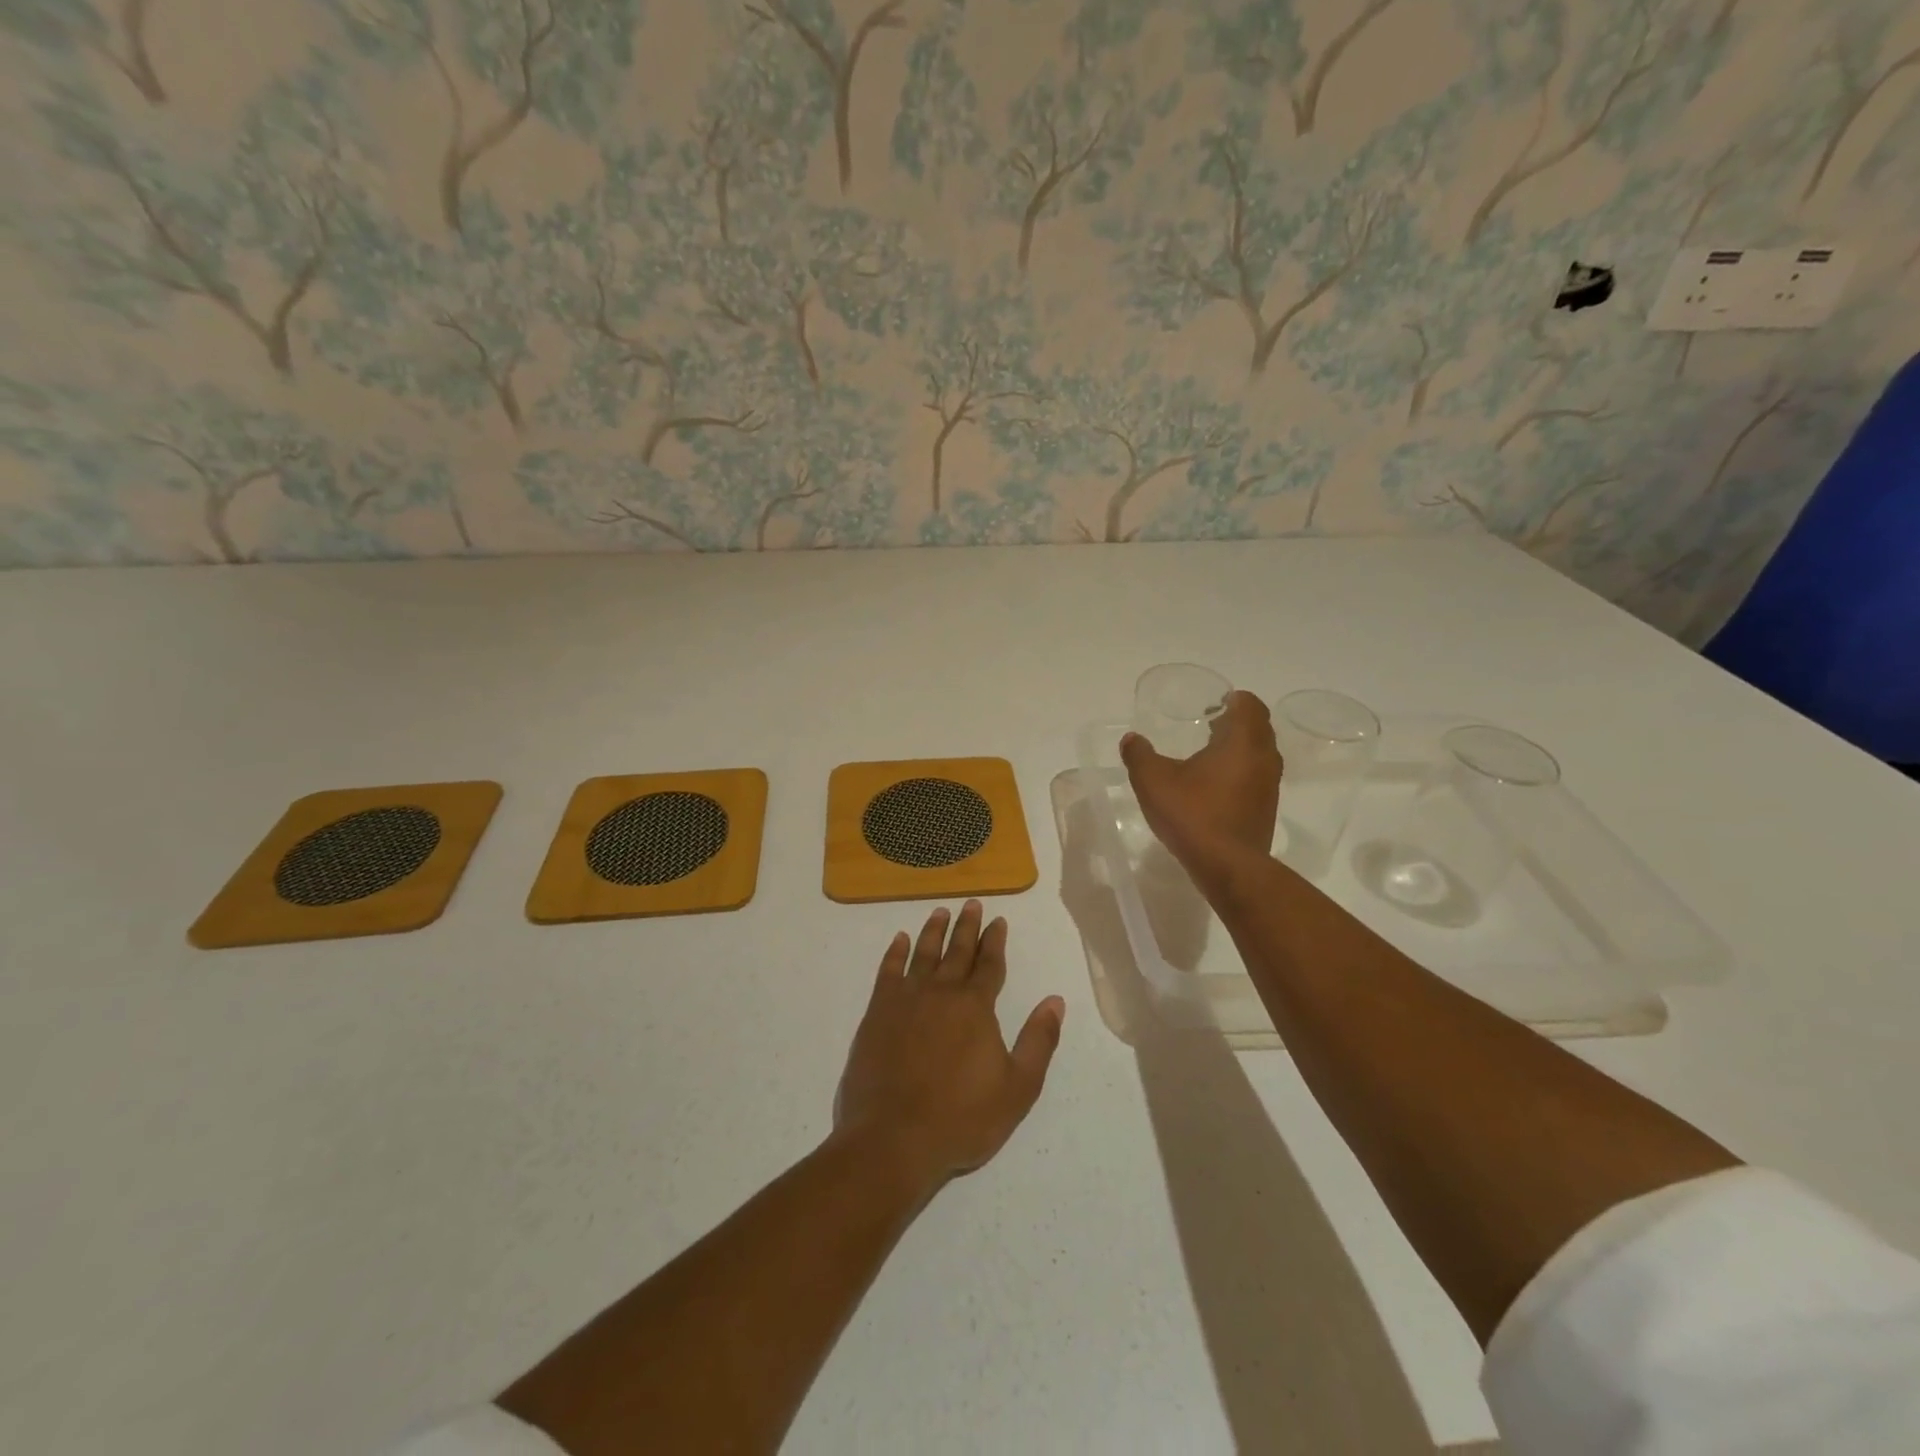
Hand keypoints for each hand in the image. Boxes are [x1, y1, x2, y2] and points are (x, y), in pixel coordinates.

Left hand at [833, 902, 1064, 1193]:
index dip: (995, 941)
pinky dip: (895, 953)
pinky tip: (899, 940)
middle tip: (971, 903)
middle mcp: (941, 992)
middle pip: (957, 951)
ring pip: (923, 954)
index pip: (990, 964)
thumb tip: (1055, 1001)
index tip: (998, 920)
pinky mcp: (878, 1013)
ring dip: (933, 931)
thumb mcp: (1017, 1088)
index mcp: (975, 1007)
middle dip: (967, 926)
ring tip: (939, 911)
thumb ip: (1038, 1041)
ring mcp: (906, 1000)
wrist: (893, 1138)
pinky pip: (888, 971)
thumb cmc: (961, 1118)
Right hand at [1120, 689, 1281, 897]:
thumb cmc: (1193, 814)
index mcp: (1242, 742)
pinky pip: (1257, 778)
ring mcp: (1269, 787)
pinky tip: (1214, 786)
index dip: (1235, 700)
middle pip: (1259, 729)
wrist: (1227, 866)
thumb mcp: (1153, 781)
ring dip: (1240, 748)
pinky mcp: (1266, 810)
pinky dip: (1241, 772)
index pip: (1251, 706)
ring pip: (1260, 755)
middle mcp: (1263, 759)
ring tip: (1210, 753)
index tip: (1217, 702)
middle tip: (1210, 723)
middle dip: (1237, 722)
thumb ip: (1139, 755)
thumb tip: (1131, 739)